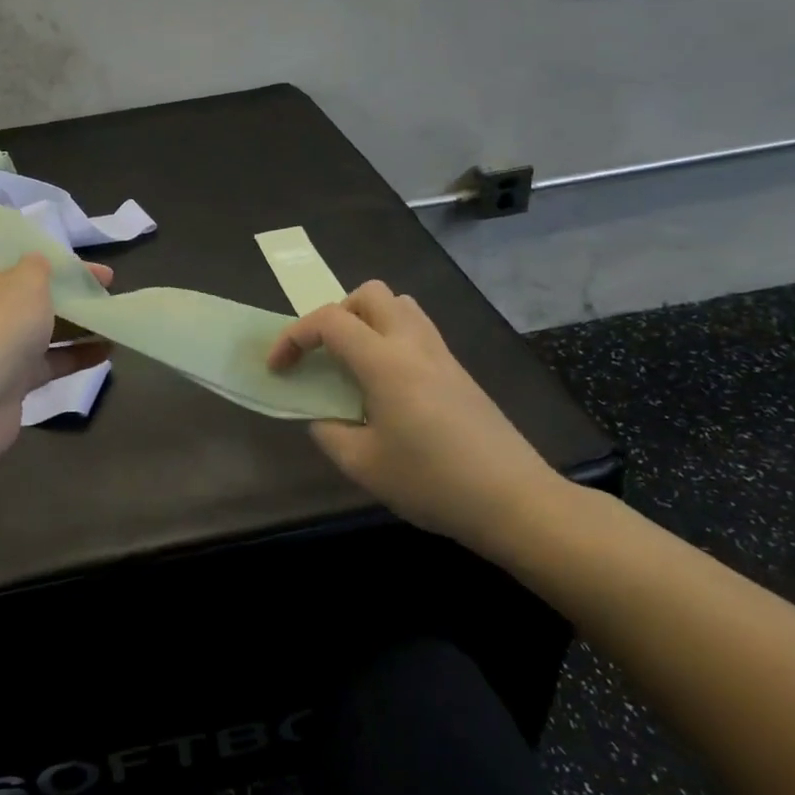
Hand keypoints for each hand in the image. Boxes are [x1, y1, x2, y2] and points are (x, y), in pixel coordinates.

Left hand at [0, 245, 110, 479]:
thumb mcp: (26, 281)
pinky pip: (49, 361)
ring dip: (74, 319)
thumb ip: (37, 266)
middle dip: (57, 283)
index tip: (6, 237)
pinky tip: (110, 347)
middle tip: (98, 279)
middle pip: (17, 289)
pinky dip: (77, 354)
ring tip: (110, 311)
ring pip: (39, 327)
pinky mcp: (13, 381)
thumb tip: (36, 262)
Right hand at [268, 281, 562, 556]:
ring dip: (366, 320)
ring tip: (354, 363)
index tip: (279, 368)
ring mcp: (441, 353)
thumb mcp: (363, 465)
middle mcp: (413, 343)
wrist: (515, 501)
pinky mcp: (459, 370)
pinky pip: (416, 329)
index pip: (329, 322)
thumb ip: (329, 432)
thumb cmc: (433, 482)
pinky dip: (390, 338)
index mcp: (385, 362)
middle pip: (368, 294)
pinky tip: (387, 384)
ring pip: (398, 305)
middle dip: (334, 314)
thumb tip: (323, 416)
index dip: (293, 337)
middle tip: (324, 355)